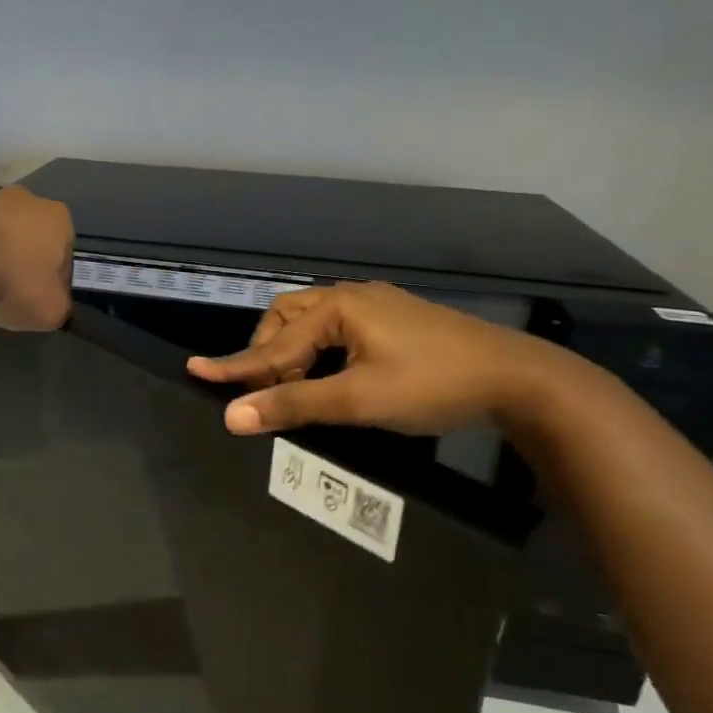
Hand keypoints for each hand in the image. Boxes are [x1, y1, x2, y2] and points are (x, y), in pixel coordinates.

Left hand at [0, 186, 74, 330]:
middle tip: (11, 292)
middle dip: (23, 261)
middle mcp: (25, 198)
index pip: (64, 253)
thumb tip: (53, 303)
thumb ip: (61, 306)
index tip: (39, 299)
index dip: (54, 280)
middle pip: (30, 237)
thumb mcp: (52, 311)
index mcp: (58, 217)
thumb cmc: (12, 282)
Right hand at [187, 281, 570, 435]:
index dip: (235, 366)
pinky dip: (321, 353)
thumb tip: (233, 415)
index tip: (195, 371)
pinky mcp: (396, 321)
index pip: (273, 345)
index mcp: (338, 307)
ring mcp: (377, 306)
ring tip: (294, 387)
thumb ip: (293, 405)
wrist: (517, 378)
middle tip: (265, 390)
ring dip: (294, 352)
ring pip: (314, 323)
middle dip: (268, 353)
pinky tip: (331, 375)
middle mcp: (352, 296)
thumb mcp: (357, 399)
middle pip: (288, 319)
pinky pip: (339, 330)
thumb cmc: (431, 385)